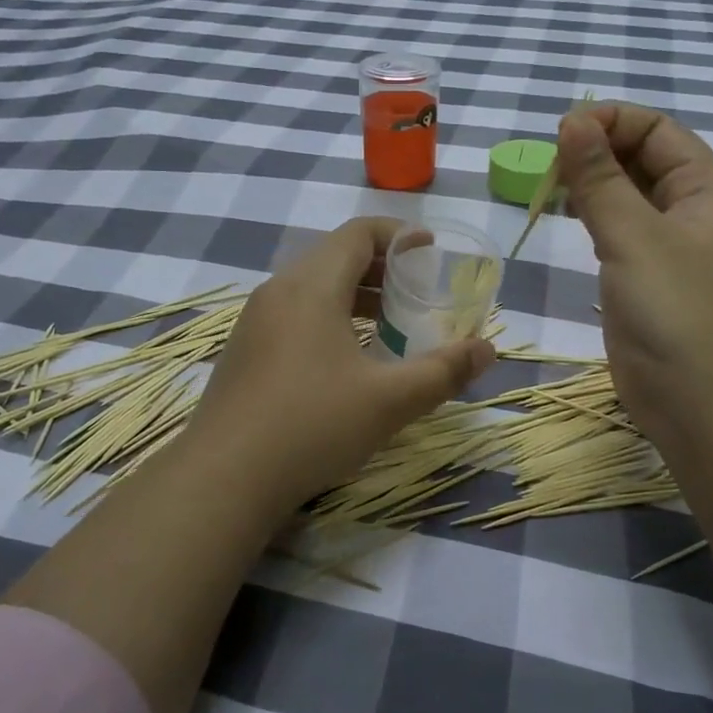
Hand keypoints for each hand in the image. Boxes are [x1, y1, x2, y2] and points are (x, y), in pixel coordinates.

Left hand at [185, 217, 495, 512]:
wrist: (224, 478)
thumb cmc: (312, 426)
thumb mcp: (390, 400)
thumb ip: (444, 371)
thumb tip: (488, 350)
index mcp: (311, 286)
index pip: (358, 233)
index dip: (399, 235)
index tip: (431, 251)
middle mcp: (278, 291)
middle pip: (335, 256)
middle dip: (382, 268)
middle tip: (418, 292)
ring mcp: (255, 321)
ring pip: (313, 287)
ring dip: (355, 295)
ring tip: (389, 325)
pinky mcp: (244, 351)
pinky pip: (294, 313)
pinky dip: (329, 317)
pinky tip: (347, 359)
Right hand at [556, 102, 712, 455]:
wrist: (707, 409)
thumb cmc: (679, 315)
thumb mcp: (636, 239)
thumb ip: (601, 180)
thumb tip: (573, 120)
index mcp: (704, 190)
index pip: (657, 130)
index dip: (611, 121)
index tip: (560, 134)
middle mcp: (689, 212)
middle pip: (641, 159)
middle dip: (596, 151)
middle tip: (545, 166)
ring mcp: (668, 250)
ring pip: (626, 197)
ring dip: (590, 184)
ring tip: (547, 189)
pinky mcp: (645, 282)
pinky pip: (617, 234)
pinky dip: (590, 218)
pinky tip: (564, 220)